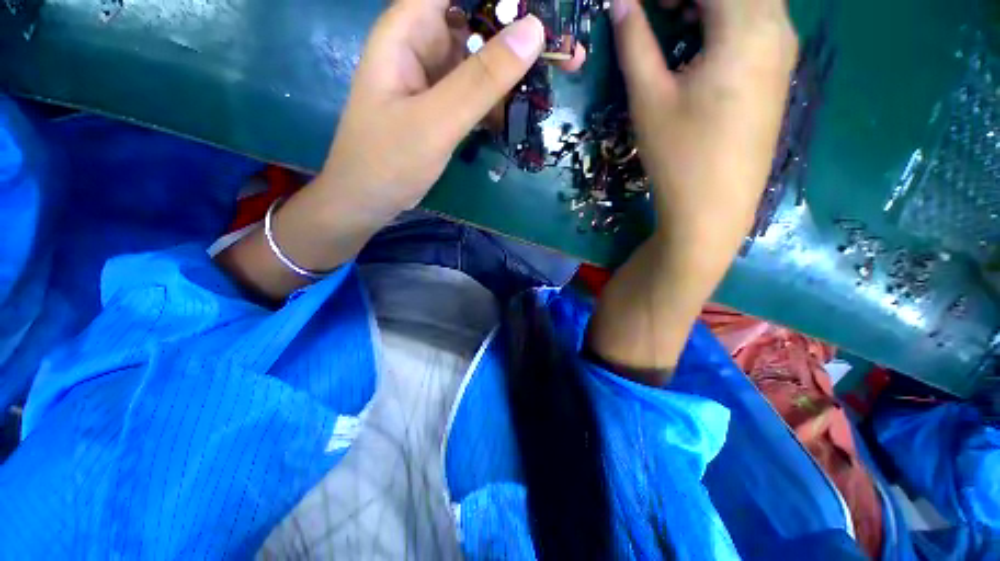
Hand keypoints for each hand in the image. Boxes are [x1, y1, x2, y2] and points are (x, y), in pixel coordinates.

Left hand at [314, 1, 554, 221]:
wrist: (368, 200)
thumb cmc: (389, 160)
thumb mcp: (437, 121)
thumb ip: (482, 80)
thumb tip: (534, 32)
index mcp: (409, 30)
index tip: (547, 12)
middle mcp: (423, 44)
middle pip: (479, 20)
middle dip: (522, 33)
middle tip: (568, 55)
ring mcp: (435, 77)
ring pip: (483, 58)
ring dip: (517, 69)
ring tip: (558, 77)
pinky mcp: (443, 105)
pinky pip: (478, 91)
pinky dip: (501, 99)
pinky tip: (522, 112)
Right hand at [614, 0, 797, 258]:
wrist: (713, 209)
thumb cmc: (678, 156)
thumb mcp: (649, 99)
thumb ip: (635, 43)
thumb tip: (620, 3)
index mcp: (747, 28)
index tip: (641, 5)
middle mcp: (777, 28)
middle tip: (658, 11)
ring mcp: (783, 53)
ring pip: (752, 2)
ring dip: (710, 5)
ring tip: (674, 23)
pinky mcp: (777, 75)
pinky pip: (758, 24)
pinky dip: (726, 21)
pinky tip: (699, 45)